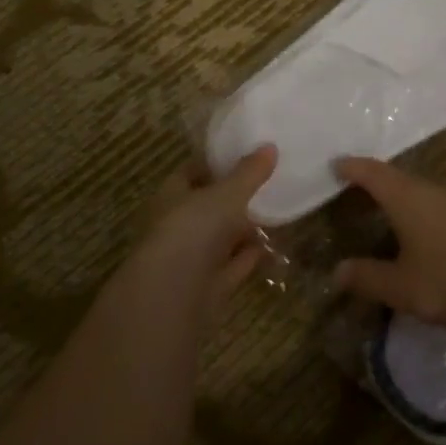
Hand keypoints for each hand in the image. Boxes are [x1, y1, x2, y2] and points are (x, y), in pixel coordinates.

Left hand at [137, 145, 276, 312]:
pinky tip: (268, 248)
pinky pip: (232, 267)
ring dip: (243, 230)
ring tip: (274, 215)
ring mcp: (190, 259)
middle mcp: (176, 226)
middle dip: (233, 198)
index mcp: (171, 196)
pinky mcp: (206, 288)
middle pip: (207, 207)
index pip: (191, 173)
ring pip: (220, 239)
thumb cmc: (192, 231)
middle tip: (267, 185)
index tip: (245, 156)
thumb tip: (269, 147)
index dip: (215, 164)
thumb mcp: (226, 195)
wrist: (173, 297)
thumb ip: (248, 173)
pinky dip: (248, 258)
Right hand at [330, 158, 445, 329]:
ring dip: (404, 196)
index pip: (373, 173)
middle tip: (359, 187)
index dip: (353, 167)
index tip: (337, 164)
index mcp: (407, 198)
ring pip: (423, 191)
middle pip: (399, 178)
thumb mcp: (400, 286)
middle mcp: (433, 192)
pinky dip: (425, 212)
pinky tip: (427, 232)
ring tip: (390, 209)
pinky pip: (441, 207)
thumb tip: (338, 271)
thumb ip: (368, 277)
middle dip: (377, 180)